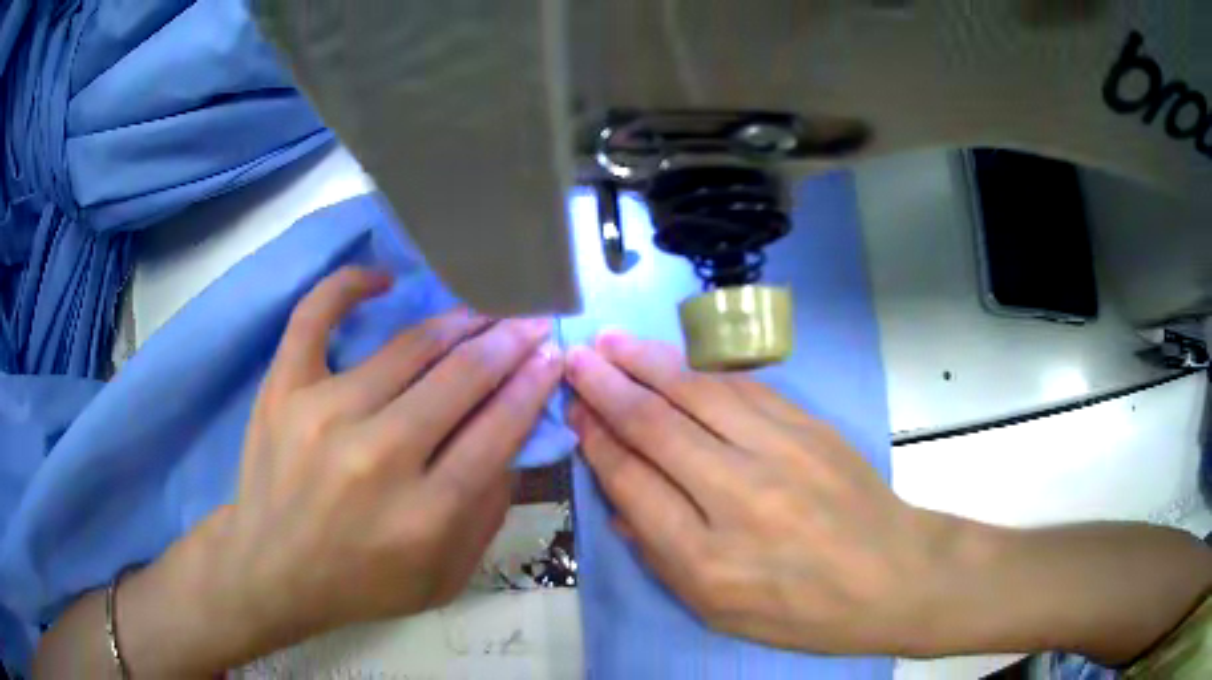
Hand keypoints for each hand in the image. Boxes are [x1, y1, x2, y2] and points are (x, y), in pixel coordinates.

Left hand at [188, 268, 562, 658]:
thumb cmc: (362, 583)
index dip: (533, 383)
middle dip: (508, 342)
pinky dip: (349, 286)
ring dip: (456, 321)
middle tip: (528, 322)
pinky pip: (315, 315)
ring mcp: (324, 413)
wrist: (271, 571)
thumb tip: (514, 436)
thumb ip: (489, 512)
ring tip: (478, 313)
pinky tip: (382, 279)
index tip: (550, 355)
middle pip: (462, 377)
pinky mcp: (283, 389)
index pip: (498, 428)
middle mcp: (379, 455)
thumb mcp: (445, 577)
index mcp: (427, 513)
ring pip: (408, 345)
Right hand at [565, 331, 955, 655]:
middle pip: (656, 427)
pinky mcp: (808, 427)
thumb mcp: (717, 609)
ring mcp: (778, 453)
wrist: (892, 575)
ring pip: (696, 394)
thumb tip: (618, 503)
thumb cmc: (800, 610)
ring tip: (611, 341)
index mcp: (704, 559)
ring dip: (647, 362)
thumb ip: (660, 555)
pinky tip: (675, 358)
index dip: (596, 441)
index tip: (575, 412)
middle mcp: (737, 497)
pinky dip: (700, 370)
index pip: (632, 482)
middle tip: (577, 358)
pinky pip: (742, 388)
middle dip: (608, 387)